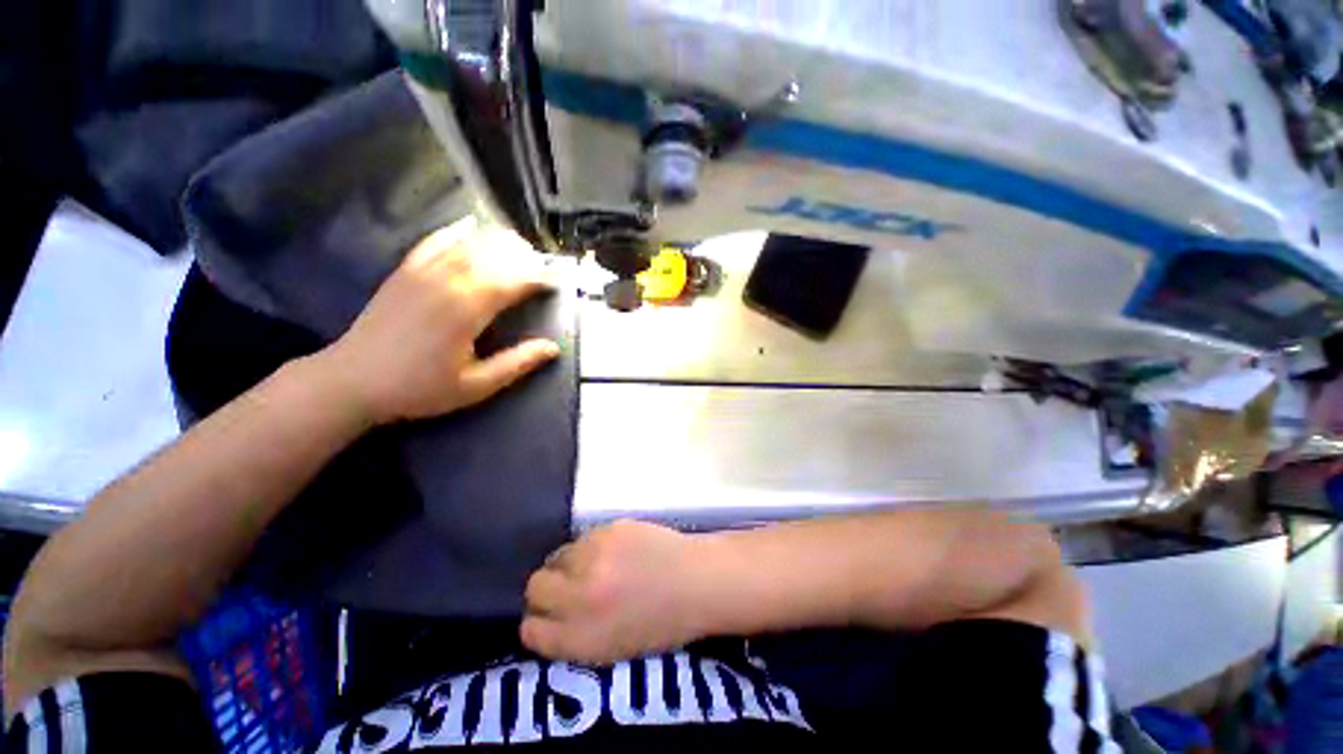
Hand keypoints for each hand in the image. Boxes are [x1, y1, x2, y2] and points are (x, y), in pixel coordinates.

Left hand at [316, 218, 559, 424]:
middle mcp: (447, 281)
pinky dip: (456, 231)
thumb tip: (553, 348)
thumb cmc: (419, 388)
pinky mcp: (404, 271)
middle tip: (544, 265)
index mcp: (467, 309)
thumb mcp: (476, 386)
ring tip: (520, 247)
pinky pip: (434, 241)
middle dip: (524, 257)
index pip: (513, 281)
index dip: (539, 277)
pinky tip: (470, 224)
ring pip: (468, 244)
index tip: (558, 280)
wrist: (352, 381)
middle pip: (493, 255)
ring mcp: (422, 271)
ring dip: (497, 242)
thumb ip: (517, 364)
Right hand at [521, 521, 717, 664]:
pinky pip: (583, 538)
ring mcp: (593, 557)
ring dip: (570, 563)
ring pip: (557, 556)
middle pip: (535, 586)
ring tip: (597, 567)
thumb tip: (546, 618)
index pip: (529, 631)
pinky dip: (591, 547)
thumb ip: (571, 637)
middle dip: (547, 588)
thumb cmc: (661, 624)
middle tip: (569, 586)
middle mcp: (579, 596)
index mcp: (579, 639)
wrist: (696, 581)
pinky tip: (616, 552)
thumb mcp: (610, 651)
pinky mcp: (608, 528)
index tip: (550, 616)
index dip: (538, 622)